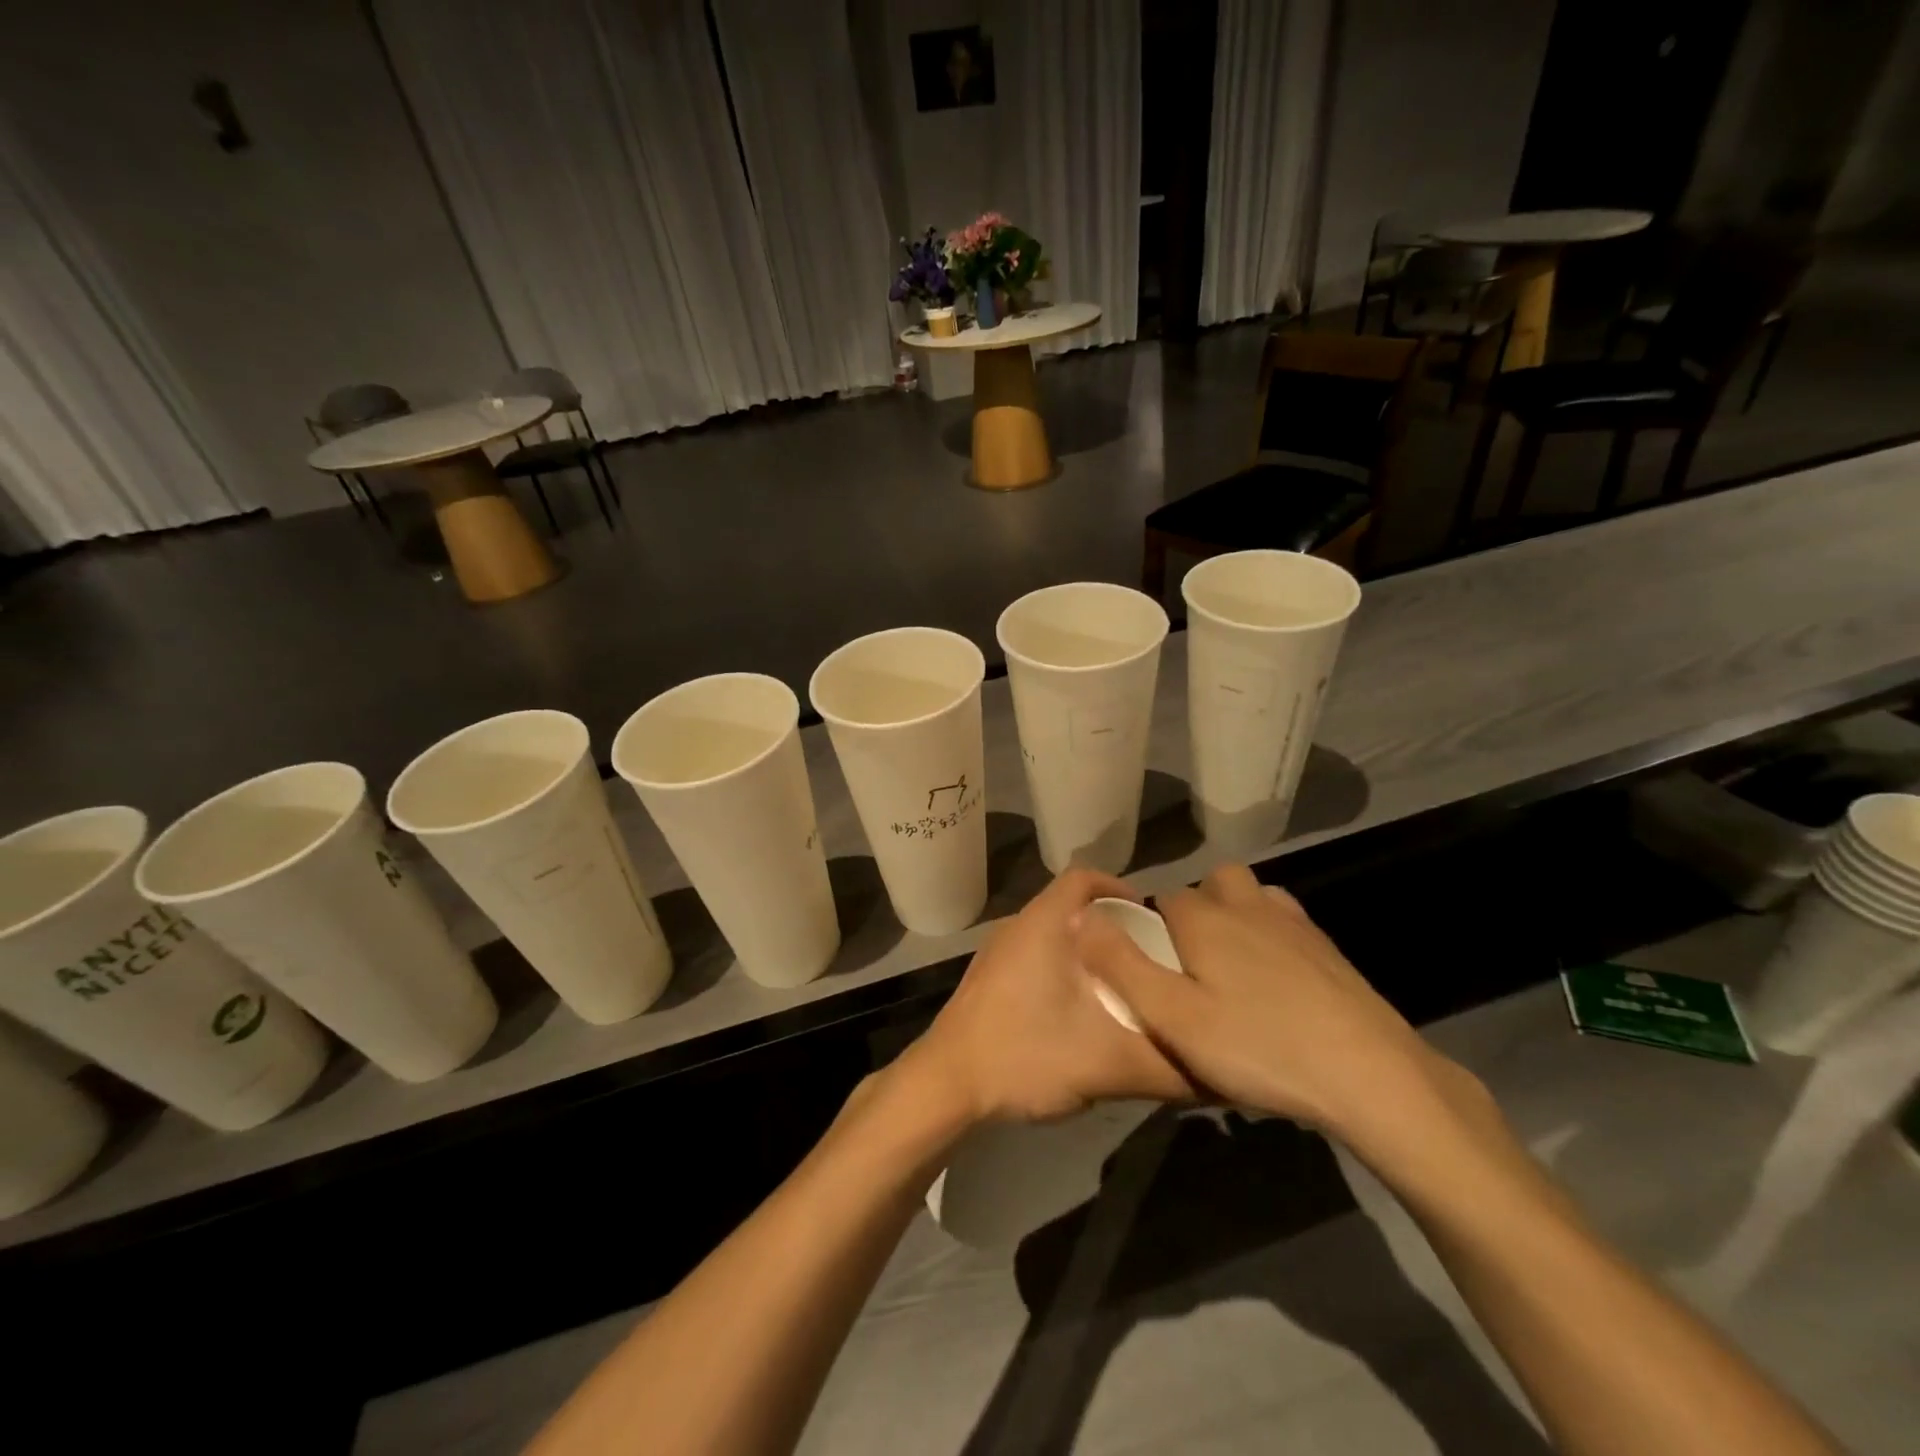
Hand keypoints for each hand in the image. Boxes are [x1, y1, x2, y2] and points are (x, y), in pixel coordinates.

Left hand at [905, 868, 1193, 1124]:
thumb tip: (1221, 1073)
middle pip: (1072, 906)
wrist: (945, 1085)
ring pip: (1052, 934)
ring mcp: (997, 953)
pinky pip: (1034, 956)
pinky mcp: (987, 979)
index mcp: (1044, 923)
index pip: (1085, 877)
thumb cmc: (1025, 1055)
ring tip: (1121, 986)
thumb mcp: (1108, 1064)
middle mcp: (1018, 926)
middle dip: (1111, 927)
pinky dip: (1062, 970)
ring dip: (1086, 952)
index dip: (1120, 888)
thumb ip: (1168, 1066)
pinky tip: (1078, 1012)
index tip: (1152, 919)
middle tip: (1148, 959)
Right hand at [1070, 865, 1465, 1144]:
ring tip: (1230, 968)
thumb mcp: (1172, 1017)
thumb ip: (1120, 964)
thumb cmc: (1258, 1046)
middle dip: (1193, 912)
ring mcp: (1291, 922)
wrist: (1369, 1073)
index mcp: (1202, 918)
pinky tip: (1276, 978)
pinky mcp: (1326, 946)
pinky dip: (1270, 933)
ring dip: (1234, 914)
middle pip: (1207, 885)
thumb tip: (1080, 915)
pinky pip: (1284, 919)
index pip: (1161, 901)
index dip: (1149, 929)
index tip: (1151, 971)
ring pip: (1249, 895)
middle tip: (1191, 968)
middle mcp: (1244, 905)